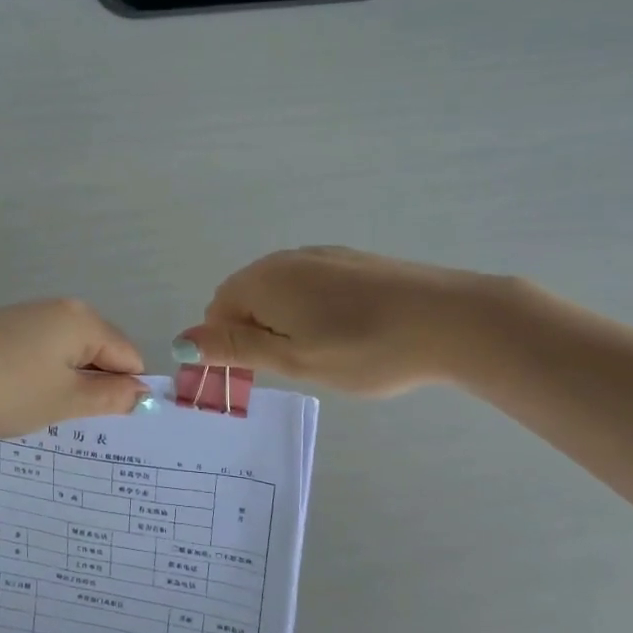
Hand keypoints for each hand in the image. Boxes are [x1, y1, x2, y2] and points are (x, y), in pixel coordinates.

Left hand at [0, 299, 150, 438]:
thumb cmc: (6, 391)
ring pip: (67, 351)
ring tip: (39, 408)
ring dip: (66, 381)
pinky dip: (38, 373)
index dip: (126, 390)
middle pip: (100, 349)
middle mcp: (59, 308)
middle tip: (71, 417)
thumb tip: (142, 392)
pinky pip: (38, 349)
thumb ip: (110, 396)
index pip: (129, 355)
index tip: (107, 420)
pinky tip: (14, 394)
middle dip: (95, 384)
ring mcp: (26, 314)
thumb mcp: (65, 400)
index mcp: (82, 320)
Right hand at [175, 246, 503, 396]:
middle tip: (296, 368)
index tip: (261, 376)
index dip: (229, 347)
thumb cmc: (364, 348)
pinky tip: (349, 332)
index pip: (217, 312)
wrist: (451, 320)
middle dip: (257, 334)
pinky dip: (314, 311)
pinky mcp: (351, 260)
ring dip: (286, 324)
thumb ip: (235, 347)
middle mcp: (284, 259)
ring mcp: (321, 255)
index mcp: (262, 281)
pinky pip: (311, 286)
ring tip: (326, 354)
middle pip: (246, 299)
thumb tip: (180, 340)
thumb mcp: (293, 359)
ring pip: (281, 293)